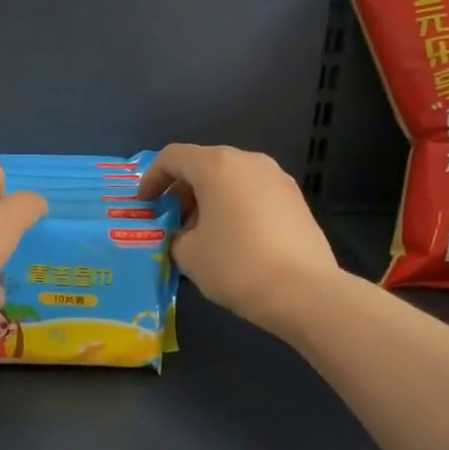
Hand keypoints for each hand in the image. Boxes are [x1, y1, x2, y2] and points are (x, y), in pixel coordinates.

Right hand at [138, 144, 339, 336]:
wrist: (304, 292)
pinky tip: (232, 238)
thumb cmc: (235, 265)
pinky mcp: (296, 200)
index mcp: (216, 166)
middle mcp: (248, 161)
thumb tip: (185, 234)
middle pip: (204, 164)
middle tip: (171, 221)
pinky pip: (253, 193)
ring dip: (209, 199)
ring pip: (231, 178)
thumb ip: (176, 235)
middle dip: (182, 190)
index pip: (172, 157)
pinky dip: (234, 206)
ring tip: (201, 233)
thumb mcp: (187, 254)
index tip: (144, 205)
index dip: (152, 178)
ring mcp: (277, 178)